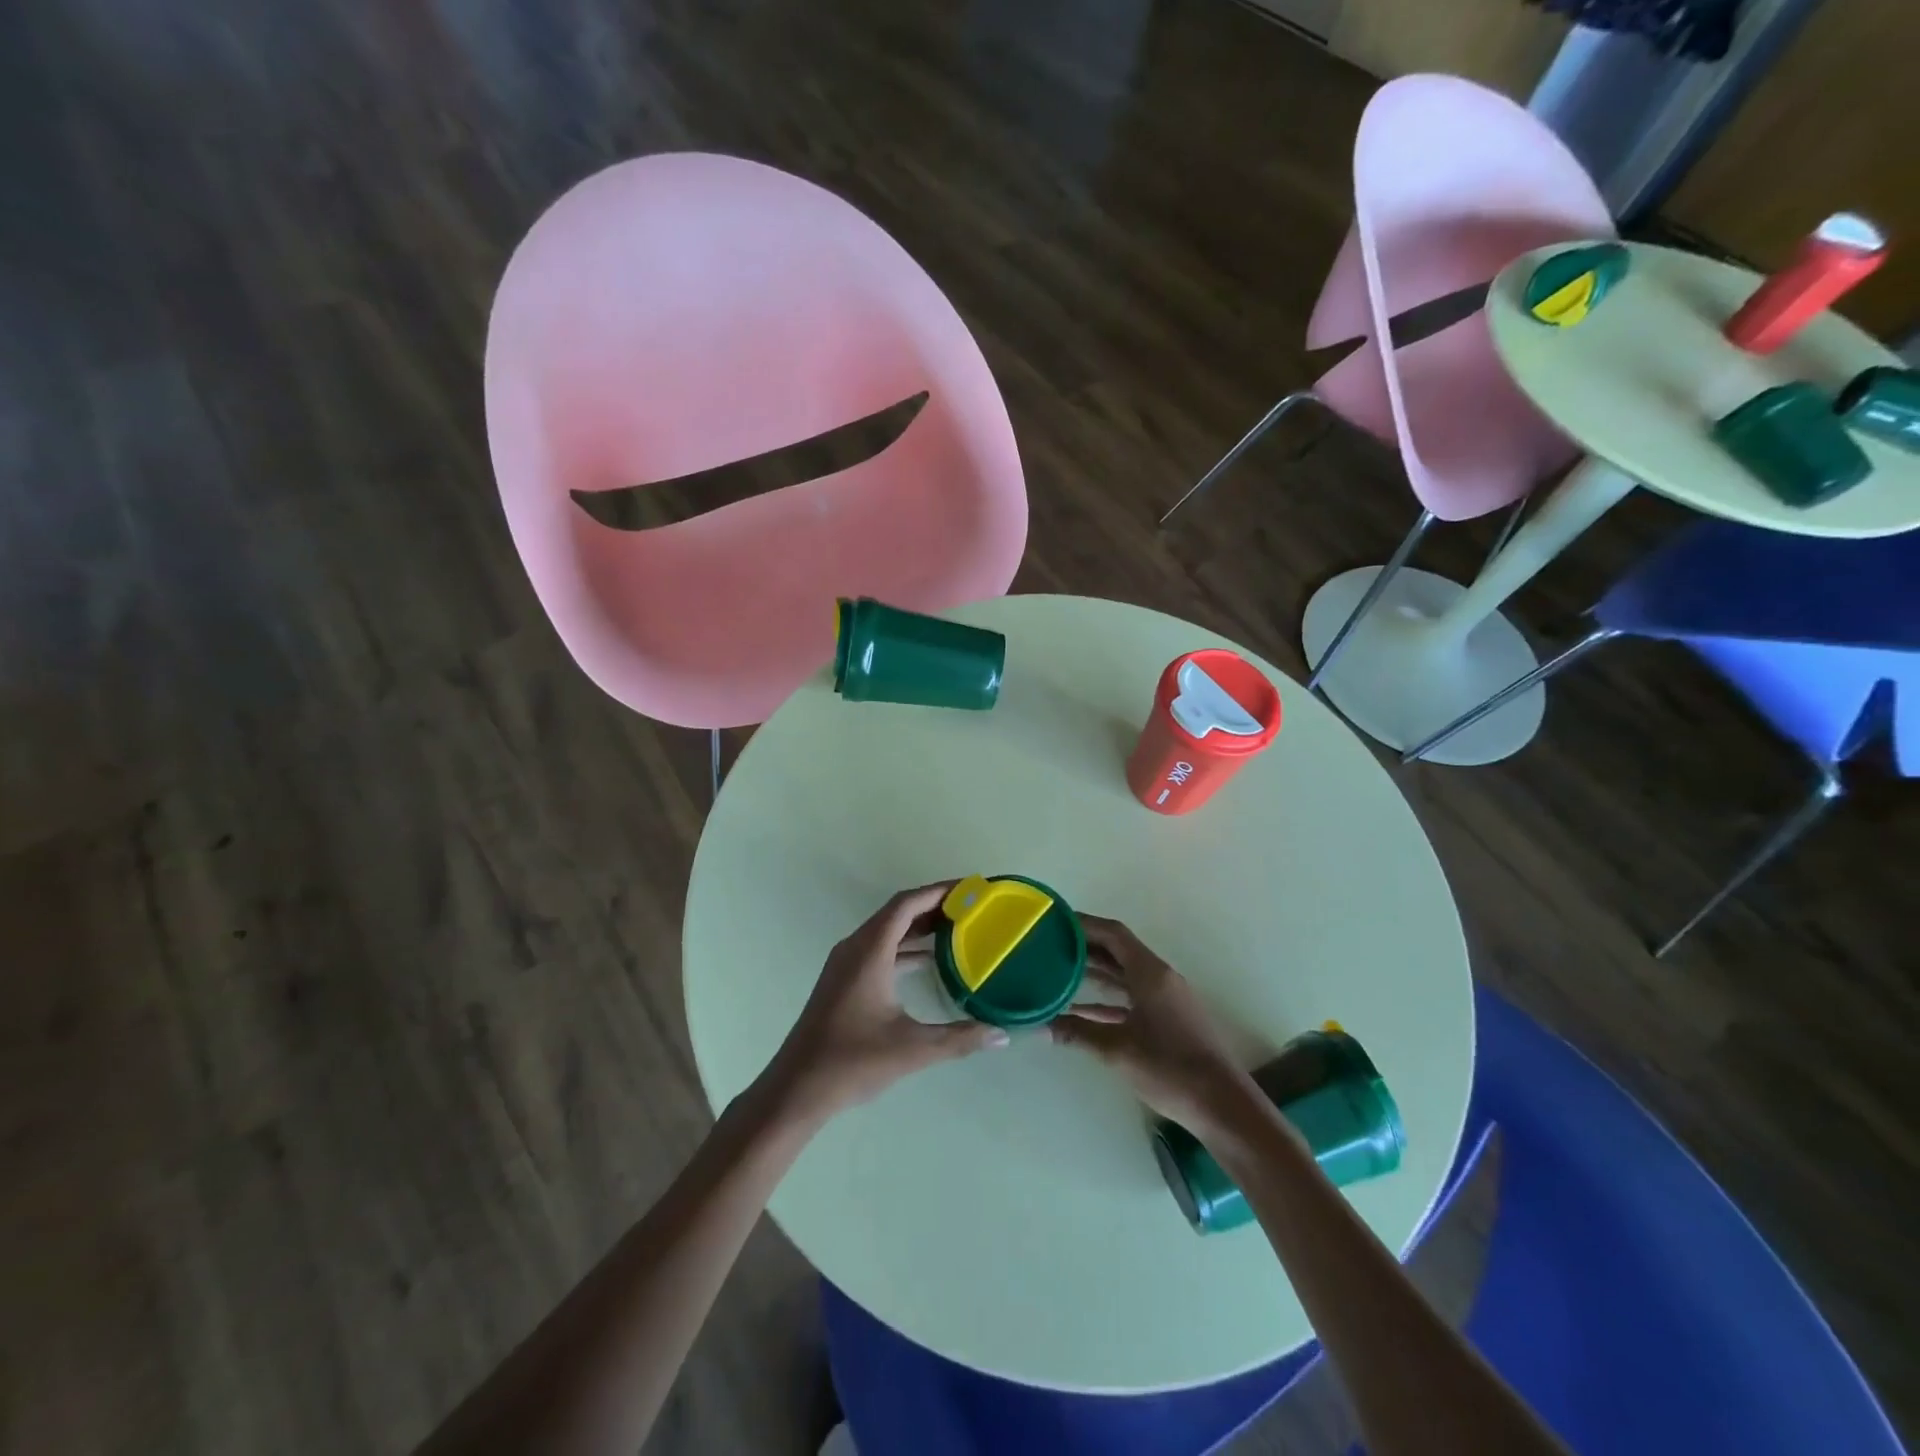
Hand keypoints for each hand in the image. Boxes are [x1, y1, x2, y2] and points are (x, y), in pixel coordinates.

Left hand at [758, 883, 1009, 1125]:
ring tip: (958, 928)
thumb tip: (1002, 1036)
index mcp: (869, 952)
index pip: (906, 904)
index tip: (970, 888)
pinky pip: (879, 949)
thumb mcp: (912, 1049)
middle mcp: (855, 948)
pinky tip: (929, 961)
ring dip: (919, 926)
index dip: (939, 891)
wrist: (797, 1087)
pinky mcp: (843, 980)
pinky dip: (905, 947)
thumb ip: (960, 1039)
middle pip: (898, 912)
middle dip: (934, 906)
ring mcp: (846, 964)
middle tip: (972, 907)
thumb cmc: (853, 1061)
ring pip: (887, 931)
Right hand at [1052, 915, 1257, 1133]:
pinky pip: (1131, 998)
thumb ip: (1077, 1033)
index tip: (1056, 922)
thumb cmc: (1170, 1068)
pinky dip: (1106, 1000)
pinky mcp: (1167, 1020)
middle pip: (1118, 951)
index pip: (1113, 934)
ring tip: (1059, 971)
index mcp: (1150, 973)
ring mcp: (1165, 999)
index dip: (1084, 924)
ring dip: (1094, 972)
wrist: (1221, 1106)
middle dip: (1085, 947)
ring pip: (1124, 975)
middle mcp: (1159, 978)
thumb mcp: (1117, 1050)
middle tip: (1050, 945)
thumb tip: (1040, 1026)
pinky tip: (1079, 1011)